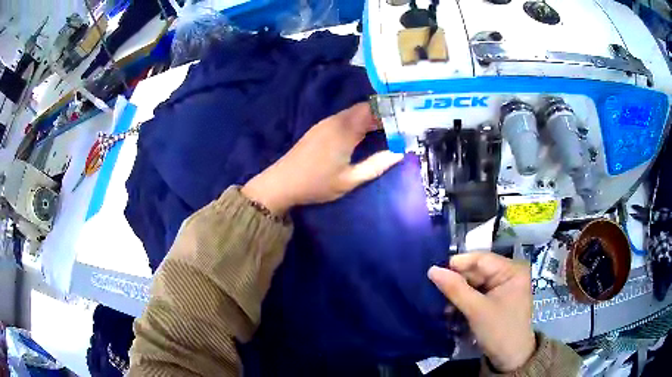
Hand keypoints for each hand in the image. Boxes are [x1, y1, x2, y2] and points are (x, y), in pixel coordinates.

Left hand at [242, 103, 402, 214]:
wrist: (282, 182)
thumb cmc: (317, 183)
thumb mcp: (350, 179)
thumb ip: (376, 165)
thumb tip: (399, 153)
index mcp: (345, 129)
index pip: (372, 110)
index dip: (389, 111)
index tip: (404, 118)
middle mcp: (335, 120)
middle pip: (363, 108)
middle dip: (382, 114)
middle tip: (399, 125)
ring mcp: (324, 123)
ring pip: (352, 113)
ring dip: (369, 117)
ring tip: (386, 129)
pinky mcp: (318, 128)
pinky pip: (343, 118)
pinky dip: (357, 121)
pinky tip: (363, 133)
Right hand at [428, 253, 535, 371]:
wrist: (511, 358)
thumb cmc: (499, 331)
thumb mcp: (476, 310)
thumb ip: (455, 289)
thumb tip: (432, 269)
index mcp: (512, 270)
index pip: (481, 259)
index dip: (458, 264)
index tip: (434, 272)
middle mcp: (509, 274)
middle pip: (478, 271)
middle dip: (457, 281)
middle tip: (434, 289)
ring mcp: (503, 287)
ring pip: (475, 283)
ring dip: (459, 292)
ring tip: (441, 301)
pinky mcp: (497, 299)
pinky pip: (478, 293)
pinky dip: (465, 300)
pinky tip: (452, 308)